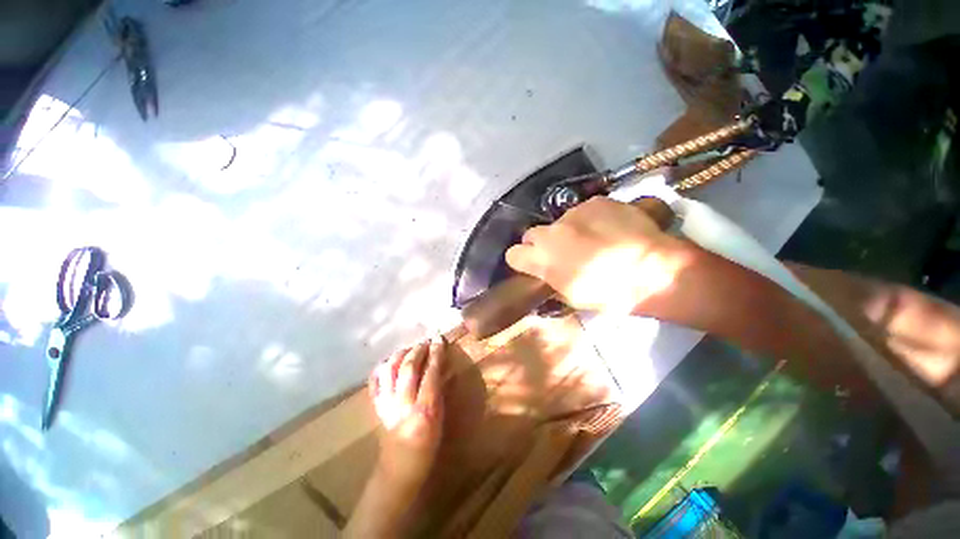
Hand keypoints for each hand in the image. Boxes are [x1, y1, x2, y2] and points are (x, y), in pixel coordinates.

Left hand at [369, 337, 444, 488]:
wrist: (399, 472)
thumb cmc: (427, 448)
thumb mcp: (441, 419)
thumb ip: (440, 392)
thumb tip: (443, 368)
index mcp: (424, 409)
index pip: (431, 373)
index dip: (436, 353)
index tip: (439, 339)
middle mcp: (403, 403)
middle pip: (408, 367)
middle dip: (418, 350)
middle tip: (426, 341)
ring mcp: (386, 405)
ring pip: (390, 370)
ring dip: (400, 355)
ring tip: (409, 348)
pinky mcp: (376, 408)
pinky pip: (374, 383)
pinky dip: (380, 369)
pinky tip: (388, 363)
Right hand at [506, 197, 692, 313]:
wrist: (656, 272)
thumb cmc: (610, 295)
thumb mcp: (571, 297)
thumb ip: (550, 279)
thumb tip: (544, 272)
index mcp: (543, 259)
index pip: (513, 254)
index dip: (523, 261)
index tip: (533, 265)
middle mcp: (551, 232)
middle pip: (531, 234)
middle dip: (542, 244)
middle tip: (562, 253)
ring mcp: (573, 213)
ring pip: (558, 222)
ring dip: (567, 231)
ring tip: (592, 240)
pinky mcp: (596, 201)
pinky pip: (582, 211)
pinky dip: (588, 220)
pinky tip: (607, 228)